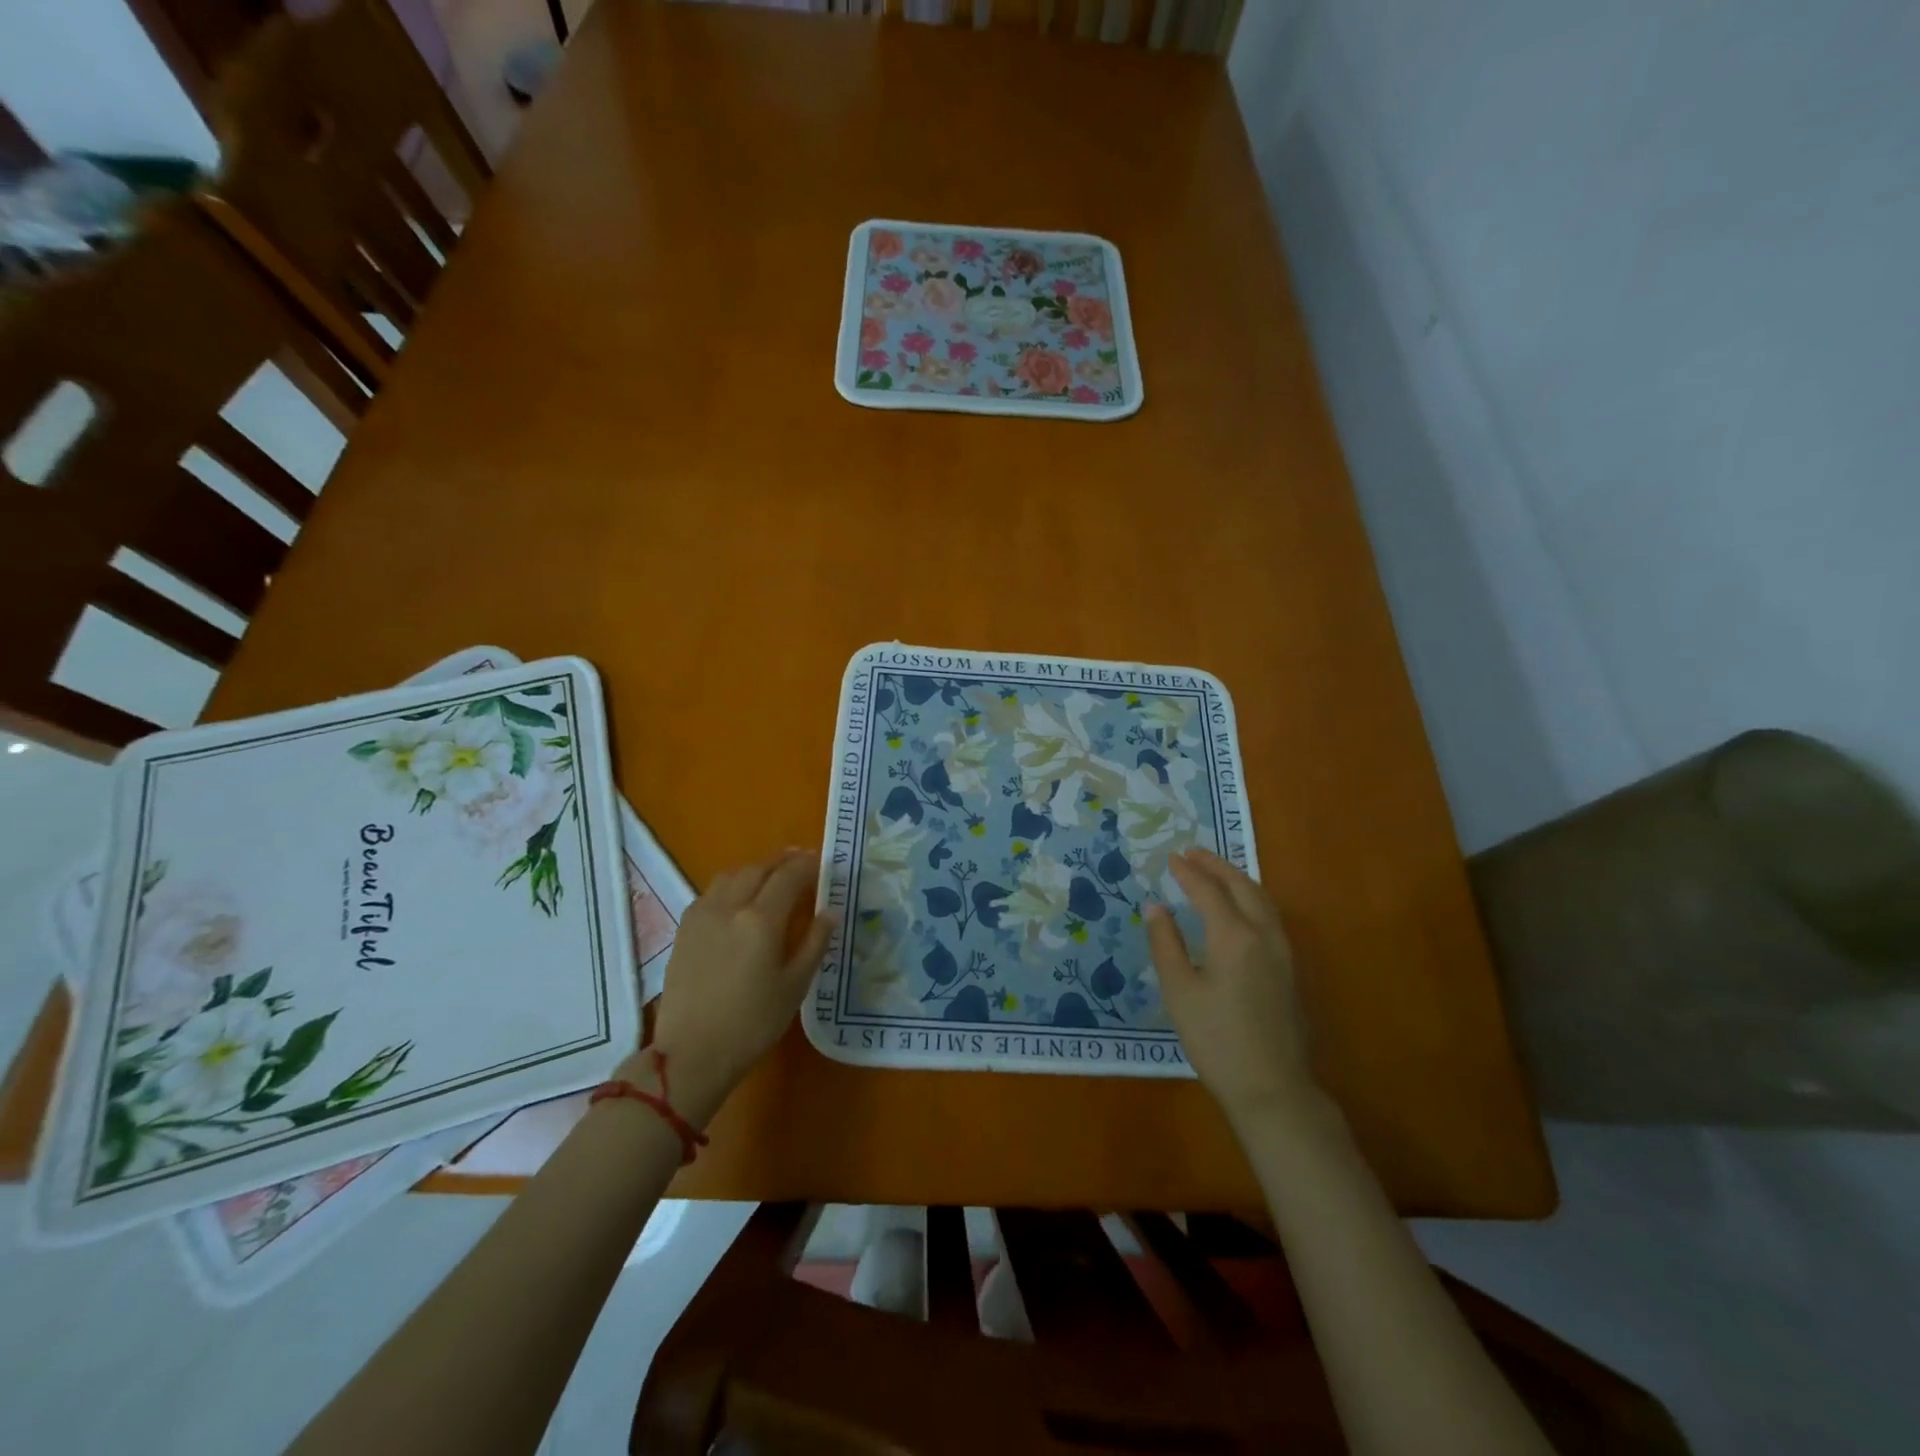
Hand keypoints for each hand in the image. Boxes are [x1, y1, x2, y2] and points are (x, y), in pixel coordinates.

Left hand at [638, 848, 836, 1125]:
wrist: (692, 1054)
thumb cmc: (752, 1024)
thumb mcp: (795, 985)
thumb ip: (814, 942)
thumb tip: (830, 911)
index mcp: (762, 919)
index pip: (790, 876)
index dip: (808, 865)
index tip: (822, 863)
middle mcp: (730, 906)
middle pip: (759, 868)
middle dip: (782, 861)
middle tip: (801, 862)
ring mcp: (702, 915)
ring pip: (732, 875)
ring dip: (755, 869)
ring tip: (771, 876)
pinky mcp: (685, 929)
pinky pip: (711, 892)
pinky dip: (731, 884)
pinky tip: (738, 899)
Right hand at [1147, 848, 1316, 1126]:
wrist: (1271, 1088)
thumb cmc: (1216, 1039)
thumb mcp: (1179, 991)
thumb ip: (1166, 943)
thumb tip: (1156, 907)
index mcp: (1234, 936)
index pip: (1208, 891)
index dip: (1187, 872)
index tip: (1170, 857)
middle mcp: (1263, 935)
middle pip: (1242, 886)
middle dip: (1217, 865)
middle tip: (1193, 852)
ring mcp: (1282, 952)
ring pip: (1262, 899)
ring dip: (1238, 878)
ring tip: (1216, 871)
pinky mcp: (1289, 969)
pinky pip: (1270, 916)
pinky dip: (1252, 897)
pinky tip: (1241, 908)